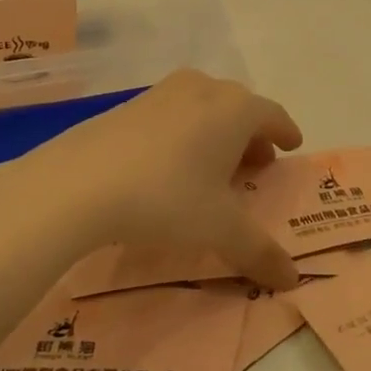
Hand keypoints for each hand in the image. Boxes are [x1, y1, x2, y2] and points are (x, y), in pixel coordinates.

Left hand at [0, 70, 304, 289]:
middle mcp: (202, 90)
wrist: (78, 183)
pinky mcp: (126, 106)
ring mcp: (161, 93)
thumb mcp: (219, 229)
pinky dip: (183, 134)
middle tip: (255, 165)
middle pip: (238, 107)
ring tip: (213, 168)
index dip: (285, 132)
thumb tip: (292, 280)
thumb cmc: (167, 197)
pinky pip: (171, 115)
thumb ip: (259, 252)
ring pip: (202, 107)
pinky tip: (169, 166)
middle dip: (251, 135)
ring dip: (216, 133)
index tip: (292, 146)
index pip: (272, 115)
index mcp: (235, 109)